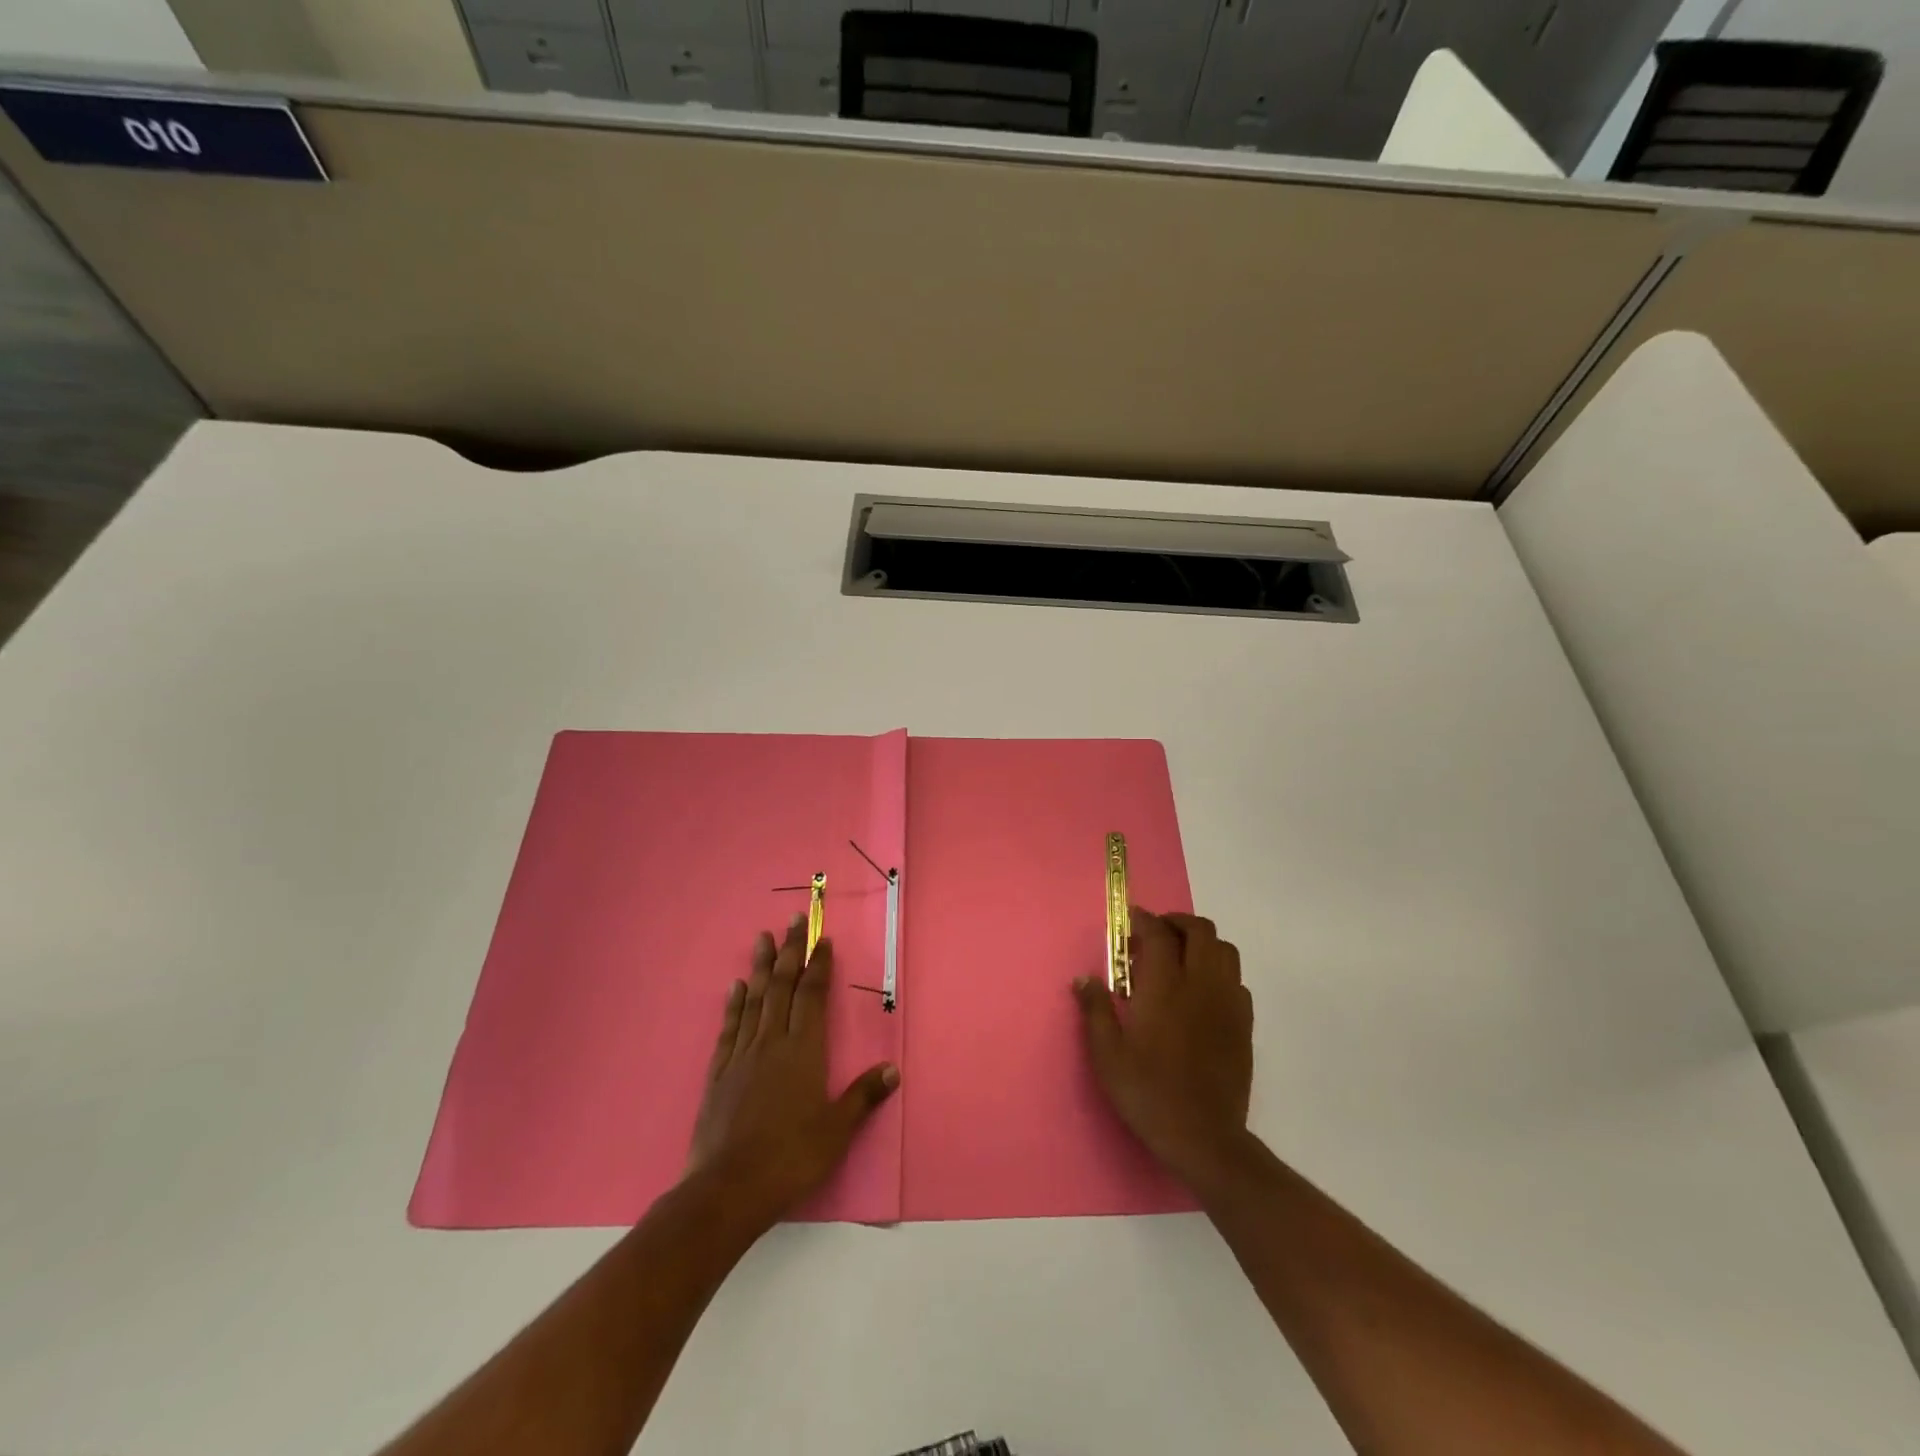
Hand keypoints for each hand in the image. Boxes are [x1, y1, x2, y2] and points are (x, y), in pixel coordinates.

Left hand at [687, 917, 898, 1229]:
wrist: (727, 1189)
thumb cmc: (790, 1158)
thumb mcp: (836, 1131)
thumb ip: (862, 1096)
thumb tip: (892, 1069)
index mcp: (804, 1051)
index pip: (813, 996)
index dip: (818, 965)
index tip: (822, 939)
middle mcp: (772, 1043)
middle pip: (782, 986)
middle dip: (790, 951)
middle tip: (793, 919)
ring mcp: (742, 1056)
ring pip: (754, 1000)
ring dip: (760, 966)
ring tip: (762, 937)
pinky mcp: (719, 1074)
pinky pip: (729, 1028)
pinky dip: (734, 1004)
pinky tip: (736, 987)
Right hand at [1073, 908, 1253, 1191]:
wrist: (1203, 1137)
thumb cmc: (1148, 1092)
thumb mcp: (1107, 1054)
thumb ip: (1095, 1009)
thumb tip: (1084, 978)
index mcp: (1164, 986)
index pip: (1158, 933)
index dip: (1143, 920)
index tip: (1129, 921)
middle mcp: (1200, 984)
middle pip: (1200, 930)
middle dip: (1176, 923)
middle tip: (1154, 935)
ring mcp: (1227, 1002)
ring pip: (1225, 949)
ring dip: (1202, 943)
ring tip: (1180, 958)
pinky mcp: (1244, 1023)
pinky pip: (1236, 979)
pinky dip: (1219, 971)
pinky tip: (1201, 992)